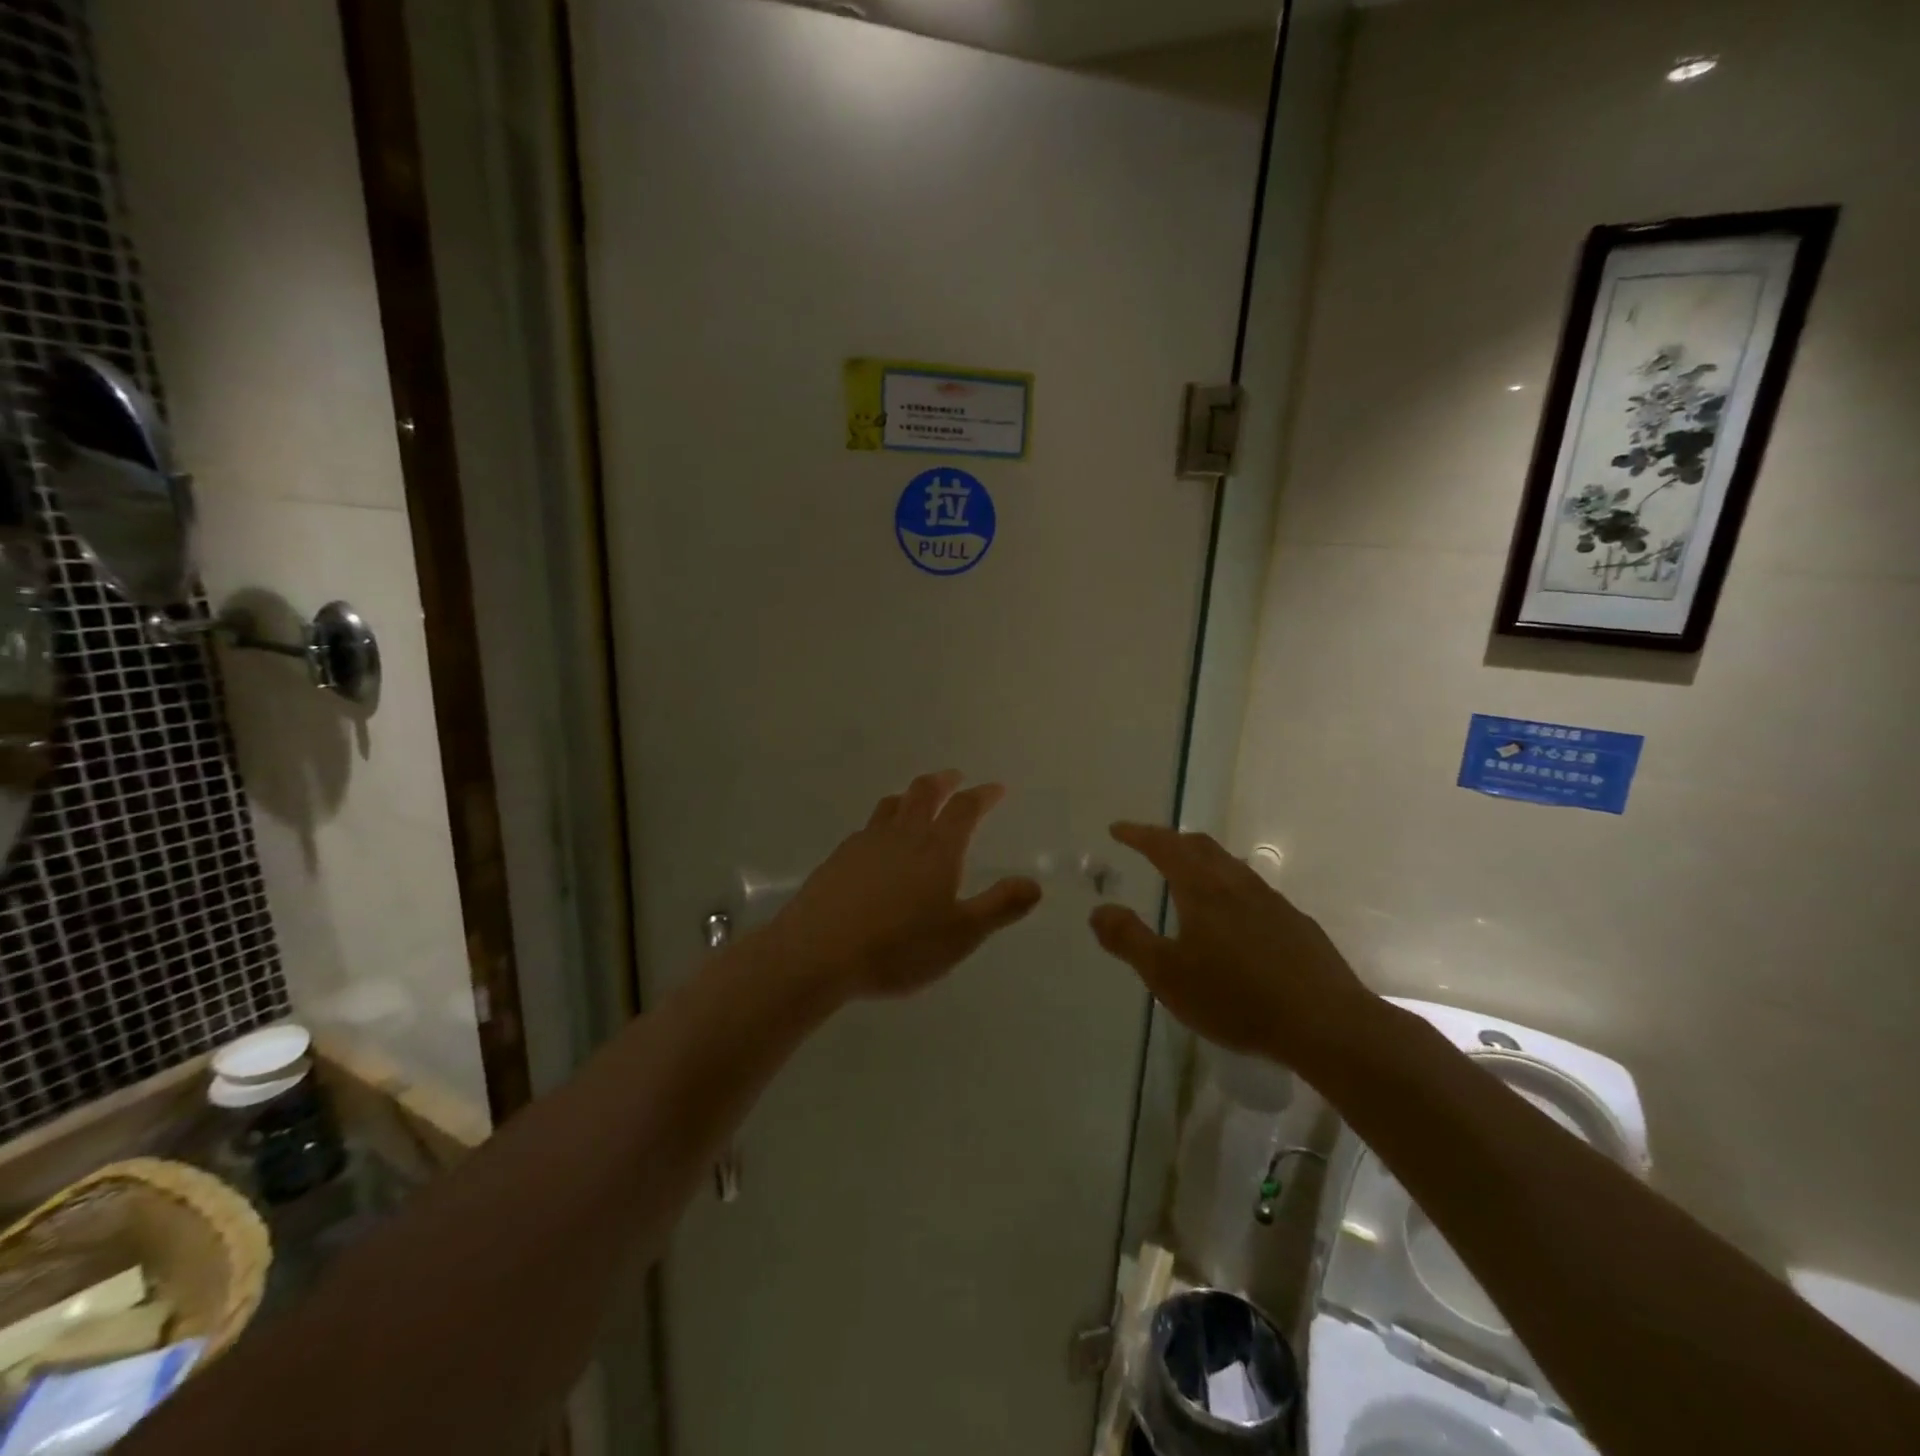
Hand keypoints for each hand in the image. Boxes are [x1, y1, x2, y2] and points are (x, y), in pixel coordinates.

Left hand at [768, 771, 1042, 1001]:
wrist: (818, 953)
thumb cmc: (898, 946)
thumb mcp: (961, 935)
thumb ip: (999, 907)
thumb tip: (1034, 884)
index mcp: (936, 849)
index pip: (964, 808)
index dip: (982, 795)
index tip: (995, 789)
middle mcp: (902, 835)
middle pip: (923, 793)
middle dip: (943, 782)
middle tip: (954, 778)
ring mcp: (865, 843)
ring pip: (891, 805)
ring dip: (909, 796)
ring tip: (916, 800)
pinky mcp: (838, 858)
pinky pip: (866, 828)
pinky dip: (882, 823)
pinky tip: (878, 844)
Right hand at [1088, 823, 1374, 1068]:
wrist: (1325, 1023)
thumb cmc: (1235, 997)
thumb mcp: (1167, 975)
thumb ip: (1128, 939)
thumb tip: (1098, 910)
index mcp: (1202, 889)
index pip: (1164, 846)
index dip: (1139, 835)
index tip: (1117, 829)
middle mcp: (1237, 884)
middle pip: (1201, 846)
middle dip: (1171, 840)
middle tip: (1150, 845)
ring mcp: (1272, 902)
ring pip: (1230, 866)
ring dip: (1203, 861)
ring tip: (1188, 877)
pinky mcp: (1296, 924)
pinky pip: (1253, 891)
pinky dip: (1230, 888)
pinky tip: (1233, 919)